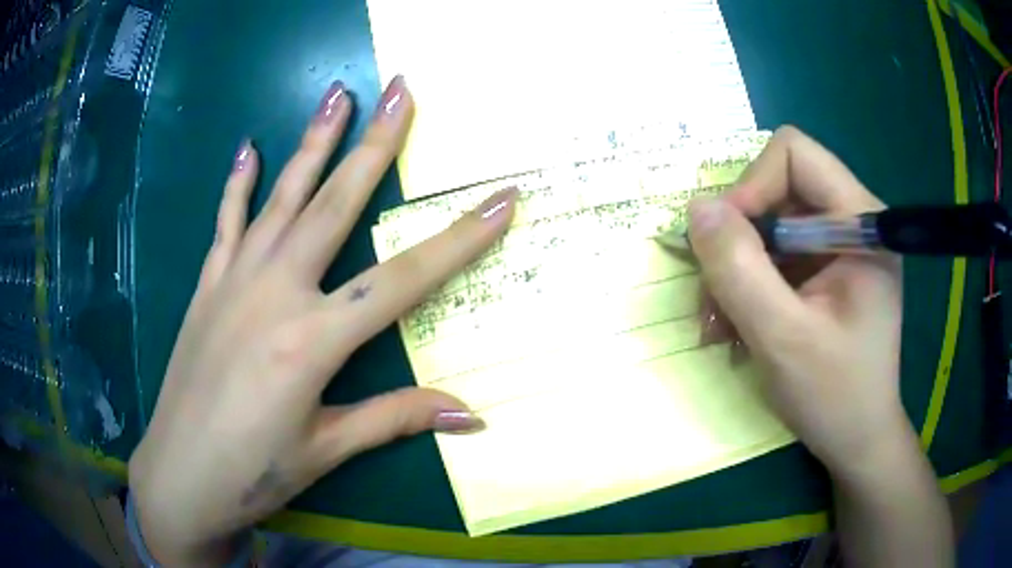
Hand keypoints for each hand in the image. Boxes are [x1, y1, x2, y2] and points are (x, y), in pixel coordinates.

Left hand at [128, 77, 516, 564]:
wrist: (180, 475)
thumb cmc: (254, 472)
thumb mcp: (326, 450)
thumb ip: (396, 419)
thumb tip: (472, 416)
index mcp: (313, 341)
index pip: (405, 278)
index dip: (460, 239)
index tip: (501, 198)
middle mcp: (274, 293)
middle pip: (336, 205)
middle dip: (376, 144)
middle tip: (401, 90)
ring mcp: (234, 281)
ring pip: (282, 197)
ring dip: (312, 141)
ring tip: (337, 93)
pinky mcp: (207, 287)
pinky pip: (226, 223)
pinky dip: (238, 184)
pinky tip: (249, 147)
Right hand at [687, 126, 905, 474]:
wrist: (858, 440)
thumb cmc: (835, 397)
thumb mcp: (783, 339)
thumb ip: (740, 270)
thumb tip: (696, 208)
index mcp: (861, 222)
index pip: (795, 155)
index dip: (751, 187)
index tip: (727, 245)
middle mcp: (851, 221)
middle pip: (776, 189)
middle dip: (737, 240)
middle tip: (714, 299)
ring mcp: (837, 246)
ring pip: (767, 225)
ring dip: (735, 271)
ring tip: (719, 326)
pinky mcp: (824, 270)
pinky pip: (773, 255)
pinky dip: (747, 287)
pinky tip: (736, 328)